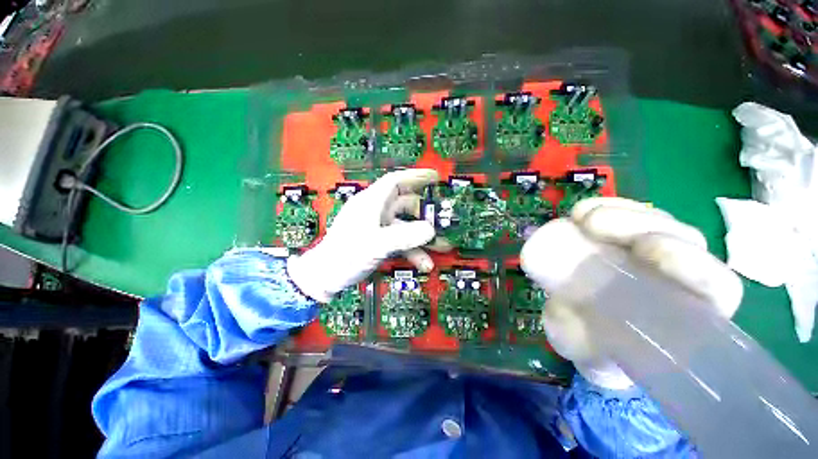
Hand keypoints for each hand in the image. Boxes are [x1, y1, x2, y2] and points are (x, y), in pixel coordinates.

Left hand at [287, 169, 439, 302]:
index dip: (415, 176)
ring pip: (406, 226)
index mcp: (371, 203)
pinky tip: (424, 263)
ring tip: (442, 246)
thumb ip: (404, 237)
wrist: (326, 277)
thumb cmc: (345, 255)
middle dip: (425, 212)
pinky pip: (401, 242)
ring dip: (423, 237)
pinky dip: (413, 250)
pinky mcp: (380, 241)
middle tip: (443, 219)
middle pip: (405, 204)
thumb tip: (430, 230)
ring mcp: (379, 227)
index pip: (395, 181)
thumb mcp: (375, 244)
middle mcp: (377, 211)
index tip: (435, 177)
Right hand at [521, 197, 742, 388]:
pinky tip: (581, 212)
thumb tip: (564, 312)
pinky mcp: (627, 239)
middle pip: (684, 239)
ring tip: (581, 217)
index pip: (715, 286)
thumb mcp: (587, 354)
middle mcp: (681, 278)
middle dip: (644, 226)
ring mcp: (654, 253)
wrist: (589, 333)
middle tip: (596, 225)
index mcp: (689, 317)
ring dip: (622, 213)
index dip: (692, 263)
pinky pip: (628, 213)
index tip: (644, 250)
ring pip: (657, 222)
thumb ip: (580, 340)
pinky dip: (607, 207)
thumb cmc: (600, 352)